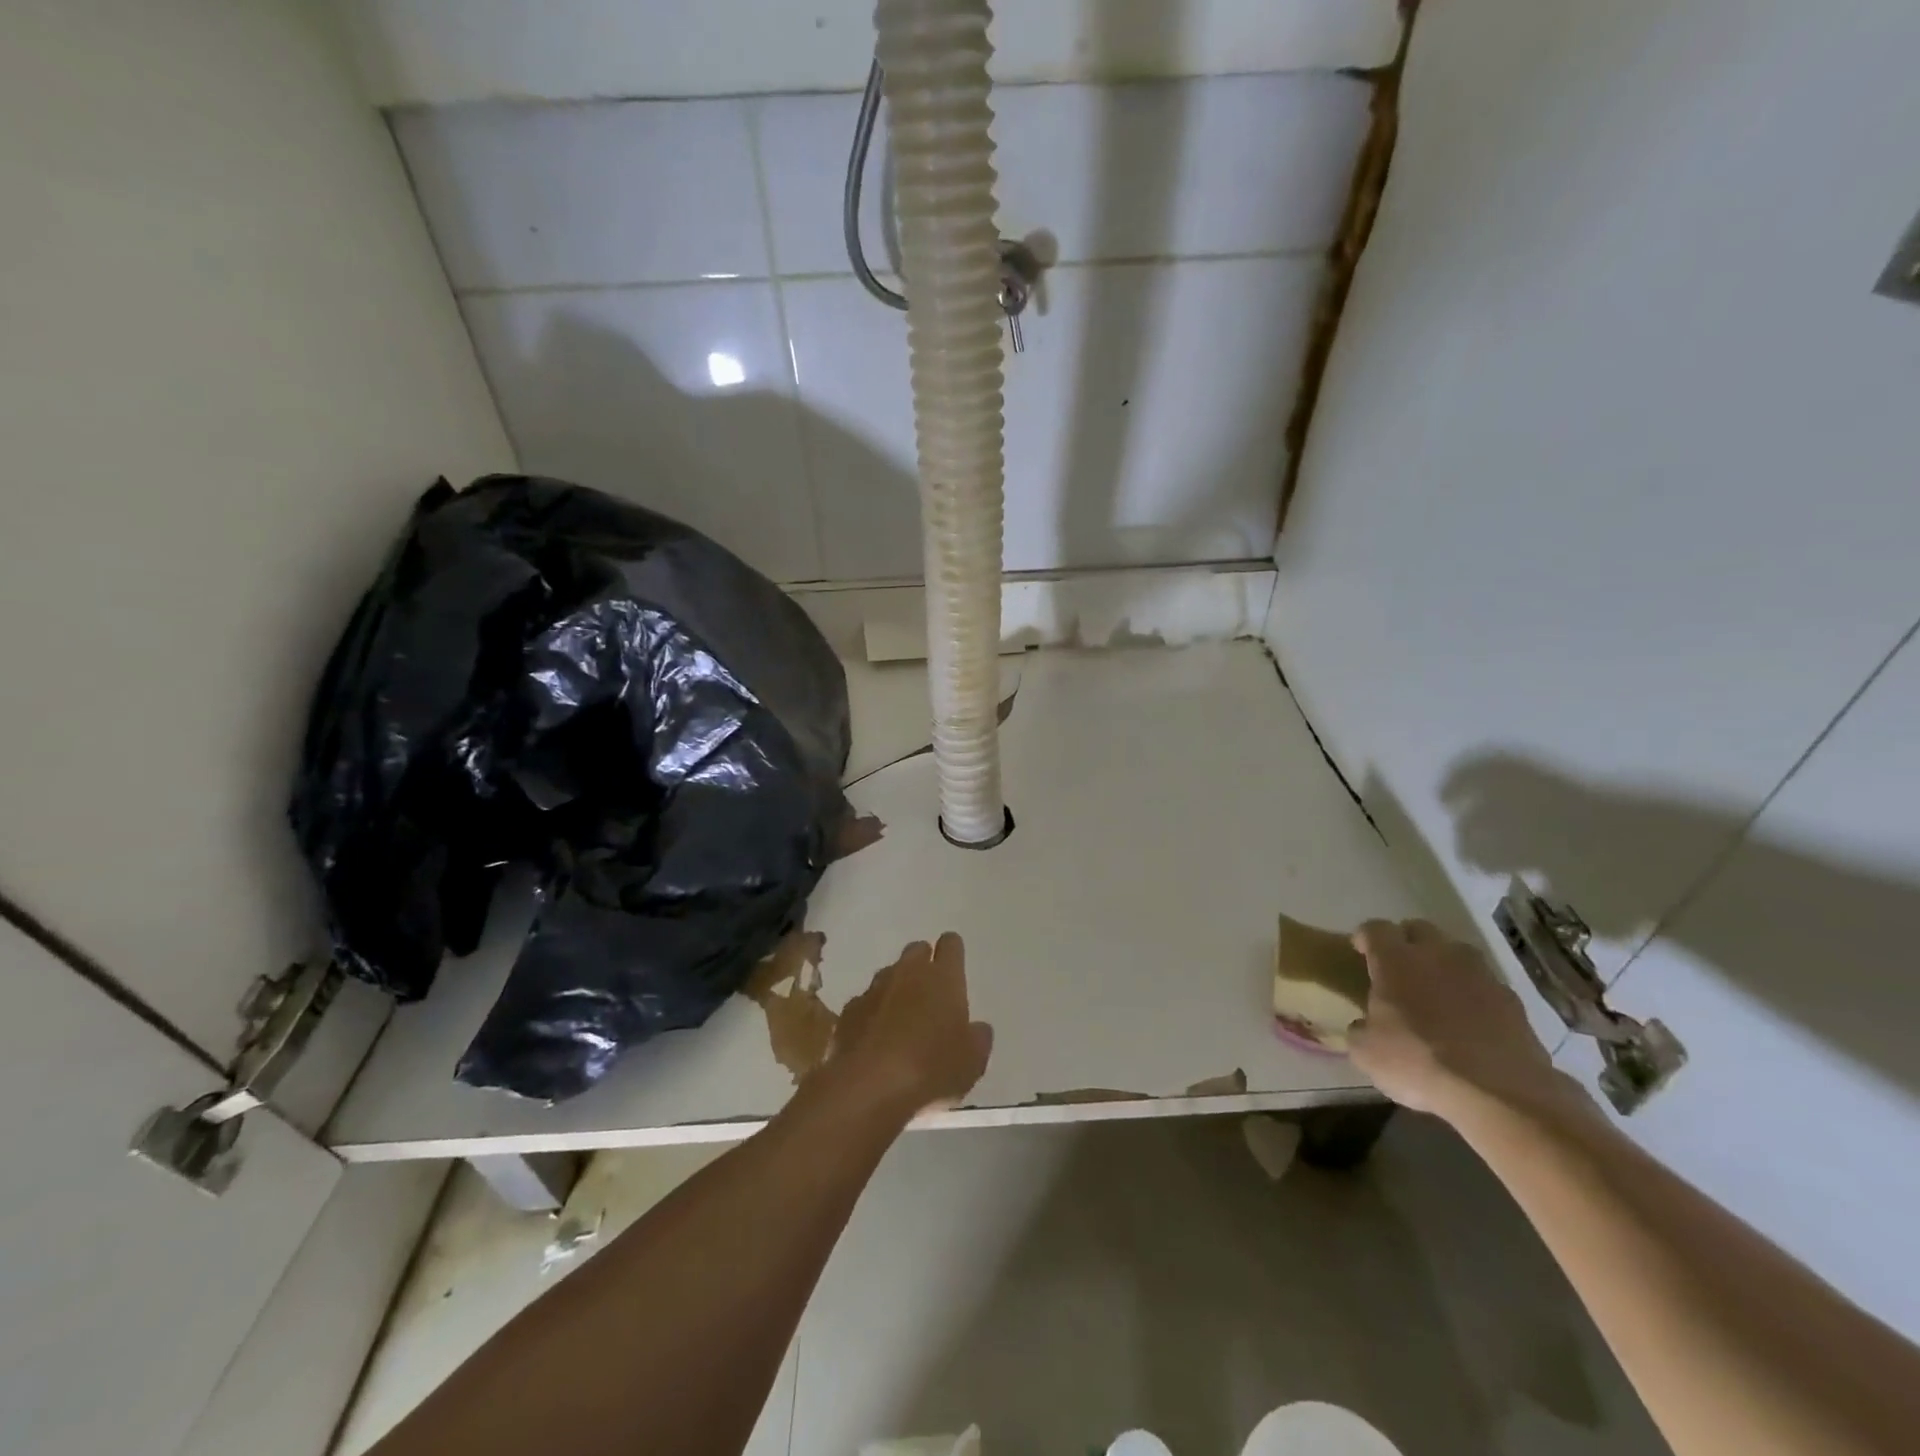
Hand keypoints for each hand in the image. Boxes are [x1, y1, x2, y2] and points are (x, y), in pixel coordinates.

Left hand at [828, 933, 993, 1116]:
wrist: (870, 1085)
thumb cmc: (932, 1067)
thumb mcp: (972, 1061)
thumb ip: (978, 1038)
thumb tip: (978, 1028)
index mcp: (943, 977)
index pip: (951, 945)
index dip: (953, 950)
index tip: (954, 963)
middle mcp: (908, 973)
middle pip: (916, 951)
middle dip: (923, 963)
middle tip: (930, 991)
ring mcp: (874, 989)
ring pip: (888, 974)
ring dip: (896, 988)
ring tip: (902, 1017)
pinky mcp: (849, 1011)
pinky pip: (865, 1002)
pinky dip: (872, 1012)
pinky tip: (875, 1037)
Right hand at [1347, 919, 1590, 1126]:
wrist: (1500, 1095)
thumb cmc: (1419, 1063)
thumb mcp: (1367, 1053)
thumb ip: (1360, 1029)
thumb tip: (1365, 1025)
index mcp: (1395, 960)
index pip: (1375, 929)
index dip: (1365, 937)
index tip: (1360, 951)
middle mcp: (1437, 956)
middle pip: (1419, 929)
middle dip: (1406, 941)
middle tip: (1398, 968)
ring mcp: (1480, 975)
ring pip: (1456, 952)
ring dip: (1442, 963)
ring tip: (1436, 991)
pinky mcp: (1512, 1001)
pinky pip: (1484, 984)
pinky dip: (1473, 993)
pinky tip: (1469, 1020)